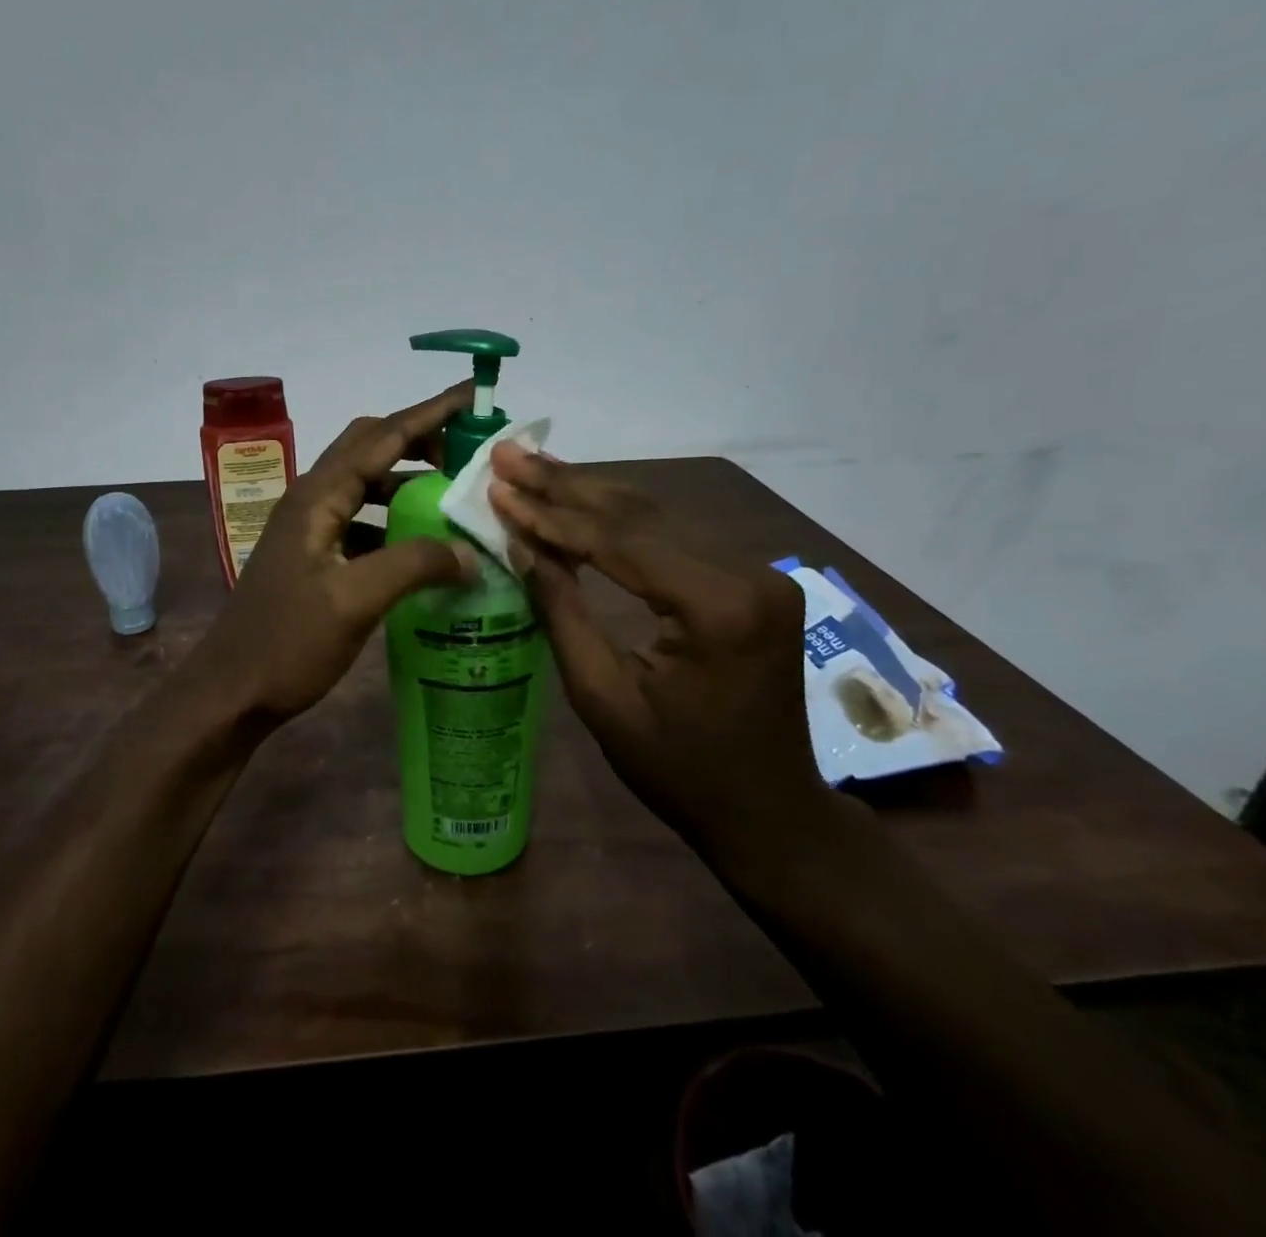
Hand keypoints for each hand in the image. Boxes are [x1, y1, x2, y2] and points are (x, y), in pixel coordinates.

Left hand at [193, 385, 480, 722]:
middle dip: (419, 440)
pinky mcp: (314, 556)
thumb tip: (470, 552)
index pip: (382, 436)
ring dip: (407, 482)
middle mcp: (313, 499)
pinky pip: (362, 521)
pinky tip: (420, 547)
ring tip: (452, 497)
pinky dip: (394, 521)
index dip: (430, 413)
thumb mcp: (355, 601)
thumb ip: (415, 565)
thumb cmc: (287, 642)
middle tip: (467, 452)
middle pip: (370, 448)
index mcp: (319, 496)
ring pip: (366, 485)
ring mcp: (310, 528)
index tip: (473, 395)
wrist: (233, 690)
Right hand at [487, 444, 827, 857]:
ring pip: (657, 515)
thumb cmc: (679, 771)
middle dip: (565, 485)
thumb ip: (563, 612)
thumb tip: (520, 546)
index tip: (497, 487)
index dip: (550, 515)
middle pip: (639, 514)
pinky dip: (620, 519)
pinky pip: (674, 536)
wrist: (768, 811)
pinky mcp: (750, 579)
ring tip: (532, 466)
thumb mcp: (603, 698)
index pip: (617, 542)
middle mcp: (747, 572)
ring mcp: (756, 571)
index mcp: (718, 607)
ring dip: (589, 492)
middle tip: (507, 454)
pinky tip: (580, 498)